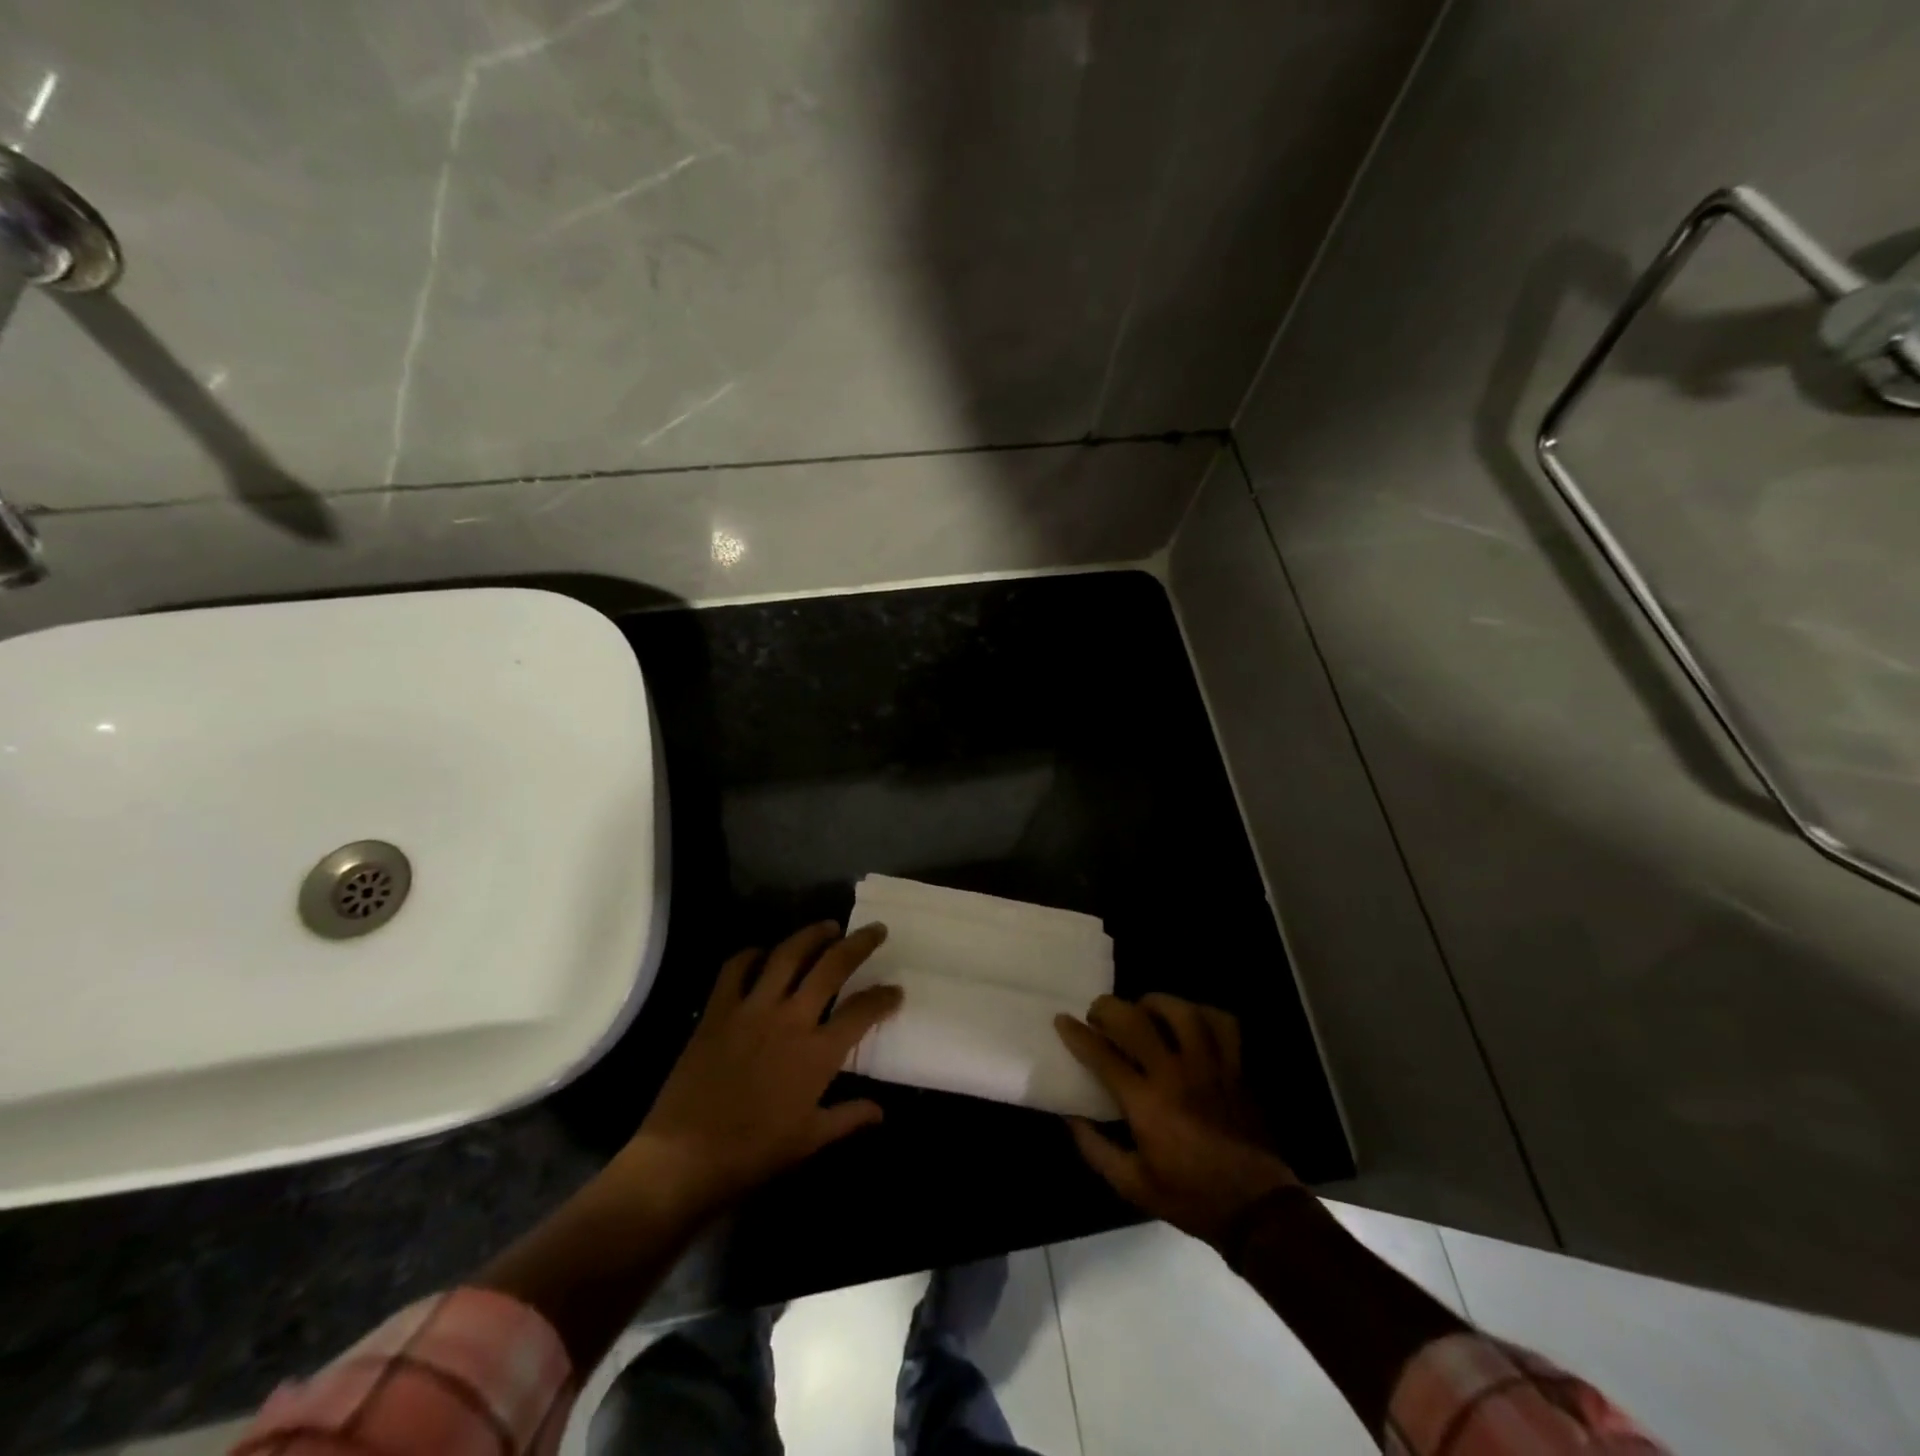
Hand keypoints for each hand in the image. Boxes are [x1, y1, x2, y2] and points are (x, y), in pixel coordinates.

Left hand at [610, 921, 903, 1216]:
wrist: (685, 1157)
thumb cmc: (753, 1153)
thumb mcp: (809, 1140)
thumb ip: (848, 1118)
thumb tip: (880, 1111)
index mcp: (818, 1053)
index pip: (862, 1011)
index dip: (884, 997)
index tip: (896, 990)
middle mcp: (791, 1019)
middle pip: (832, 967)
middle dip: (859, 944)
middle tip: (875, 929)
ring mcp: (752, 1009)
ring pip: (788, 955)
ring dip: (811, 935)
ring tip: (828, 926)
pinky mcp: (718, 1010)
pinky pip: (735, 969)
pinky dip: (751, 955)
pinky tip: (762, 953)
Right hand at [1056, 993, 1299, 1247]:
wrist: (1256, 1209)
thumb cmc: (1190, 1197)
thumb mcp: (1133, 1185)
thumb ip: (1096, 1148)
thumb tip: (1070, 1115)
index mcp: (1147, 1103)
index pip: (1103, 1055)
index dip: (1077, 1034)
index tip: (1062, 1020)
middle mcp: (1176, 1074)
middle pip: (1136, 1020)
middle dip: (1109, 1008)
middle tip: (1099, 1013)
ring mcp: (1211, 1066)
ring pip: (1181, 1012)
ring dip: (1155, 1003)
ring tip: (1143, 1009)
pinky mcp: (1236, 1068)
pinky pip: (1224, 1024)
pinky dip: (1204, 1014)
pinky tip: (1190, 1021)